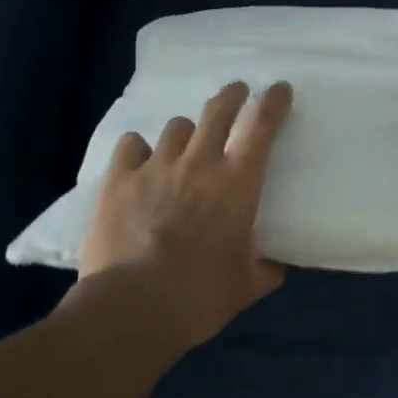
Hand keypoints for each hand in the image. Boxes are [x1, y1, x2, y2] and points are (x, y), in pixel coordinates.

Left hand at [77, 81, 293, 352]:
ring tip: (185, 146)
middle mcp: (199, 163)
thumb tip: (277, 265)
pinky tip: (140, 161)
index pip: (262, 125)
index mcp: (238, 182)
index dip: (273, 101)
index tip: (279, 89)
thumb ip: (266, 267)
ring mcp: (156, 166)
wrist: (133, 308)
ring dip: (186, 133)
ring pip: (176, 127)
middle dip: (231, 95)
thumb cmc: (201, 296)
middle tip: (236, 92)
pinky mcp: (119, 179)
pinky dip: (139, 149)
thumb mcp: (247, 285)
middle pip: (218, 110)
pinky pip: (131, 145)